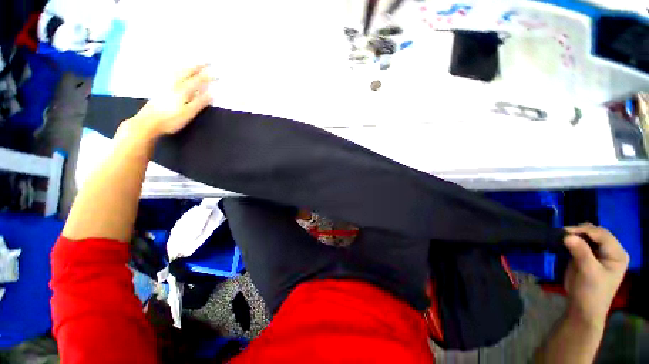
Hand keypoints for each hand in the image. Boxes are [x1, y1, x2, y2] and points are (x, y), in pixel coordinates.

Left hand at [128, 64, 213, 139]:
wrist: (147, 122)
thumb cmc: (171, 120)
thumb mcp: (188, 113)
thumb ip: (199, 103)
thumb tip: (211, 94)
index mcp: (183, 90)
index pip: (198, 81)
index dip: (208, 77)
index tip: (217, 73)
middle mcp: (174, 84)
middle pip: (187, 72)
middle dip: (198, 66)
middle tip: (206, 61)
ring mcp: (165, 85)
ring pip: (177, 71)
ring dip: (187, 66)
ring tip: (193, 63)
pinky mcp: (160, 89)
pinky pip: (170, 74)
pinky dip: (176, 69)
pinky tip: (176, 70)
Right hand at [563, 223, 628, 325]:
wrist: (583, 309)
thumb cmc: (591, 293)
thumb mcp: (588, 272)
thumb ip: (581, 252)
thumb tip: (566, 235)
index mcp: (617, 254)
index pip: (602, 235)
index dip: (584, 230)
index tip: (563, 232)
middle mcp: (612, 251)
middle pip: (596, 233)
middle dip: (579, 232)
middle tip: (561, 234)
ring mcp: (600, 254)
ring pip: (588, 237)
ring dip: (575, 236)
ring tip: (561, 237)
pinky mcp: (589, 257)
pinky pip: (582, 243)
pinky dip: (573, 241)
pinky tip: (565, 243)